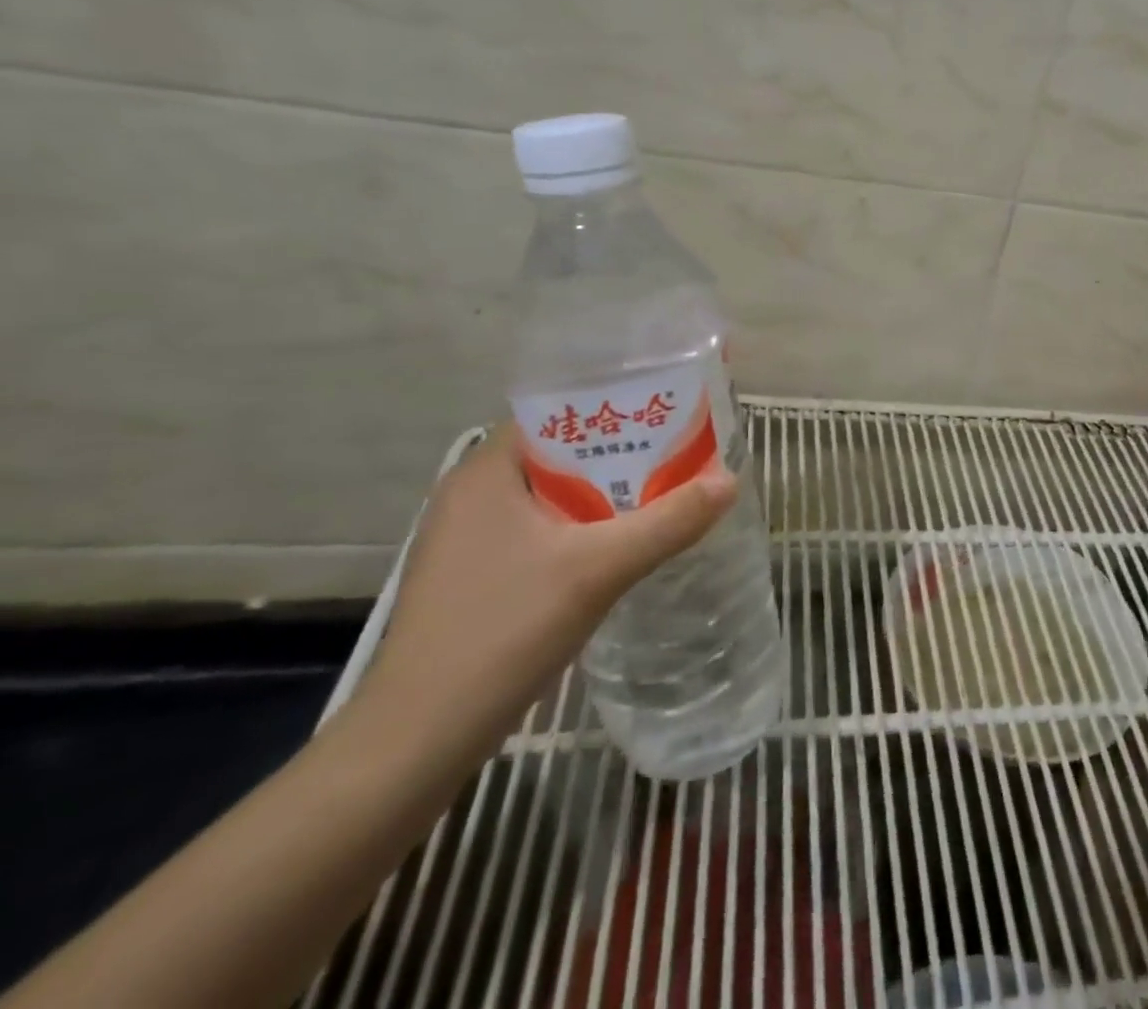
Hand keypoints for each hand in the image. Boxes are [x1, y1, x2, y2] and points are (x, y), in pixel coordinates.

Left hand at [355, 425, 737, 762]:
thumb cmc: (501, 632)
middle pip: (563, 453)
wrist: (416, 742)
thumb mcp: (598, 570)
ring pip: (557, 495)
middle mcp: (474, 493)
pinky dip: (587, 527)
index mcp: (487, 471)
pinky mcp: (479, 574)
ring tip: (668, 492)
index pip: (559, 411)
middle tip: (683, 454)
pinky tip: (625, 545)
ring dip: (608, 494)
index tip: (670, 412)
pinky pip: (546, 529)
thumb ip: (668, 522)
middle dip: (624, 454)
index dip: (617, 406)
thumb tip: (731, 480)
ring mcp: (472, 537)